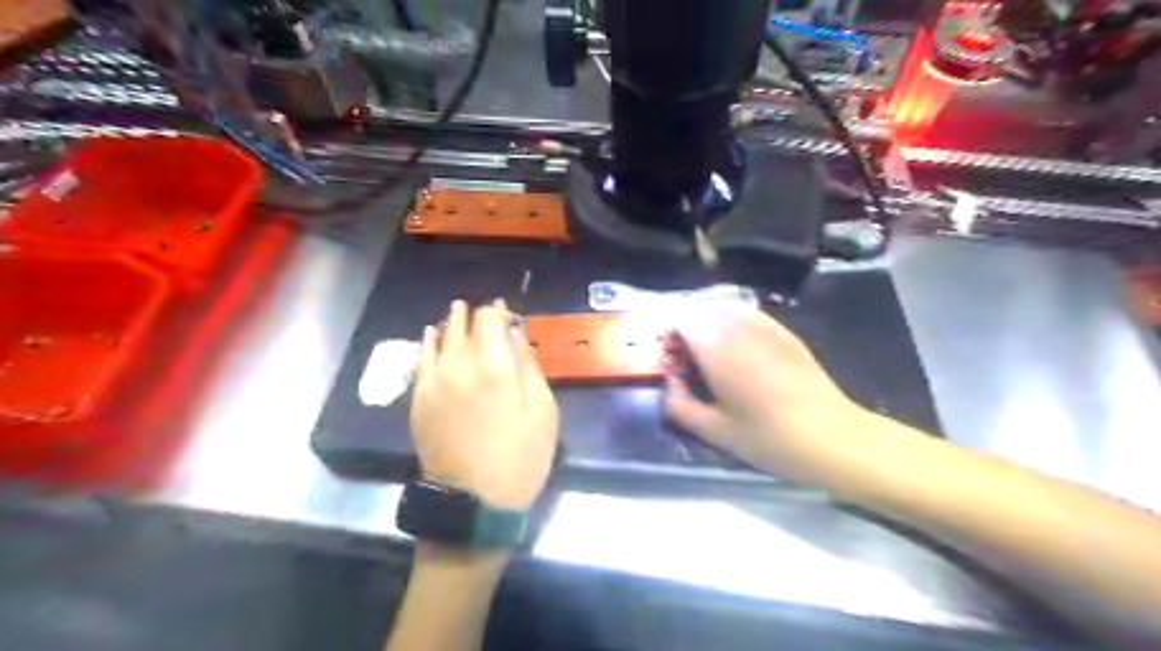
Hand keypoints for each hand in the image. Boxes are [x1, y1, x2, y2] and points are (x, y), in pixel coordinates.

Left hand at [409, 301, 558, 508]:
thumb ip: (529, 367)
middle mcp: (458, 365)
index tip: (507, 312)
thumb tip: (516, 335)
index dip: (498, 311)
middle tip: (483, 310)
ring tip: (457, 310)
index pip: (489, 320)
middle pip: (463, 325)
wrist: (472, 502)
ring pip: (440, 339)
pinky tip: (431, 334)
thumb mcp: (543, 412)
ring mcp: (433, 382)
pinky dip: (428, 343)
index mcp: (494, 366)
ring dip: (451, 323)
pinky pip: (421, 360)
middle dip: (474, 314)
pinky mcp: (418, 400)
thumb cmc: (520, 458)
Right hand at [668, 306, 864, 478]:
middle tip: (690, 364)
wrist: (831, 437)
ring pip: (724, 309)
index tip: (671, 363)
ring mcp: (765, 325)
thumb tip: (665, 386)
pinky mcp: (784, 332)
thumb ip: (678, 405)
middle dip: (688, 331)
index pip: (680, 319)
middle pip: (701, 310)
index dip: (669, 337)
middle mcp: (737, 325)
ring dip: (710, 326)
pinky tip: (742, 354)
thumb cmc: (767, 437)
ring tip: (714, 359)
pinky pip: (749, 316)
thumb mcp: (713, 430)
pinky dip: (735, 326)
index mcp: (716, 346)